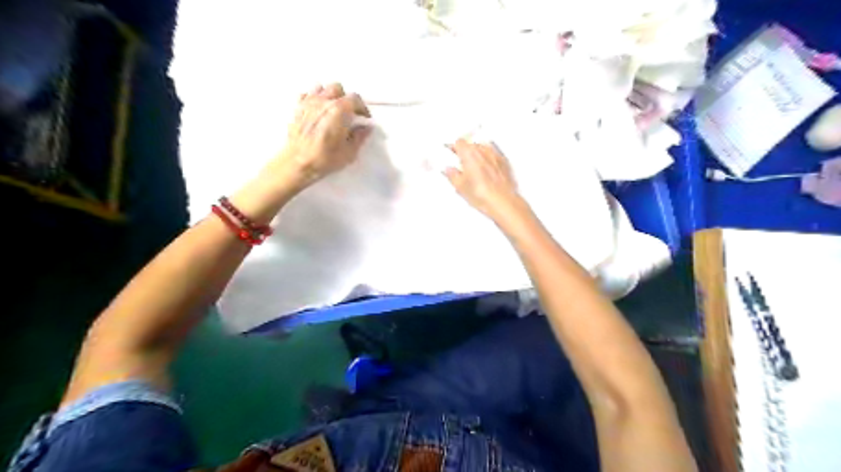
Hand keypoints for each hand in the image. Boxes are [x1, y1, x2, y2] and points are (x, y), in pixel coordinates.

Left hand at [277, 82, 369, 189]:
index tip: (364, 119)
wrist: (296, 163)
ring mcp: (308, 103)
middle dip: (346, 99)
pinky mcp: (297, 108)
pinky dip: (314, 99)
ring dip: (329, 96)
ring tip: (332, 110)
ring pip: (321, 88)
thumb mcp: (349, 152)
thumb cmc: (325, 159)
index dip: (362, 108)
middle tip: (349, 114)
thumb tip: (366, 127)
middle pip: (338, 89)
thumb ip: (360, 137)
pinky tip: (317, 111)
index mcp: (339, 110)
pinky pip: (306, 95)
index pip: (355, 99)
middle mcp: (324, 101)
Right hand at [446, 137, 523, 223]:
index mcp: (469, 153)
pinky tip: (487, 174)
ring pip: (483, 150)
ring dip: (478, 156)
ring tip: (475, 171)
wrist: (502, 202)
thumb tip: (450, 171)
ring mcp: (495, 155)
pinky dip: (489, 162)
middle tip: (461, 166)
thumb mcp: (460, 187)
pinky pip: (493, 157)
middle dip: (466, 153)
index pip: (458, 143)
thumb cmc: (483, 194)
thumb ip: (452, 175)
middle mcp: (483, 151)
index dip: (454, 149)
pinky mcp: (504, 162)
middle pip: (471, 145)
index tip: (452, 156)